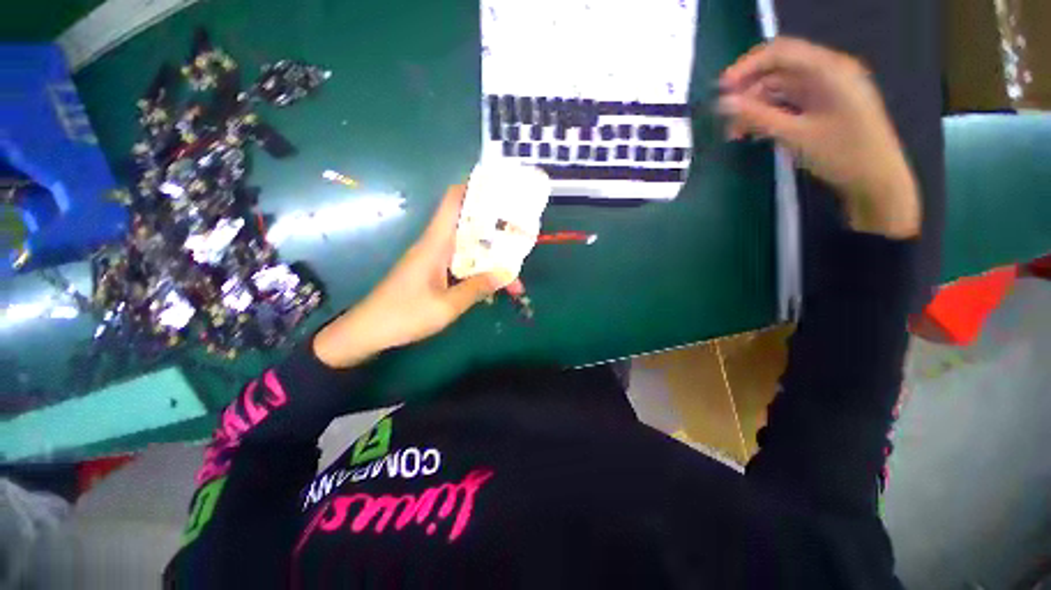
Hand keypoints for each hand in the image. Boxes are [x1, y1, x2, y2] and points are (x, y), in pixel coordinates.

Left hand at [314, 185, 499, 367]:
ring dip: (490, 255)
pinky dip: (479, 269)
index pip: (453, 202)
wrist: (368, 331)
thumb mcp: (446, 306)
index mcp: (435, 243)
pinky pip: (461, 263)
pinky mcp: (433, 272)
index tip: (500, 189)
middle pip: (468, 226)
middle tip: (520, 234)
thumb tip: (506, 275)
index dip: (474, 189)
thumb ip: (476, 289)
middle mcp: (435, 245)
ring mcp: (434, 259)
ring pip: (468, 247)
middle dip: (494, 229)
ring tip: (514, 266)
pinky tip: (494, 282)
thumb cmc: (404, 315)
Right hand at [718, 37, 920, 238]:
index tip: (720, 90)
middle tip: (725, 117)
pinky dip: (769, 114)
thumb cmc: (842, 156)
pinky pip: (789, 102)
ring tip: (735, 133)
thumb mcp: (795, 135)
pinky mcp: (824, 106)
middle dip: (748, 91)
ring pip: (780, 88)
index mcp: (829, 70)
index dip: (746, 67)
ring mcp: (827, 89)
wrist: (877, 181)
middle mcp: (828, 72)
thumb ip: (757, 117)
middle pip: (778, 69)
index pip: (780, 53)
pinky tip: (754, 132)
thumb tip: (722, 104)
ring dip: (755, 106)